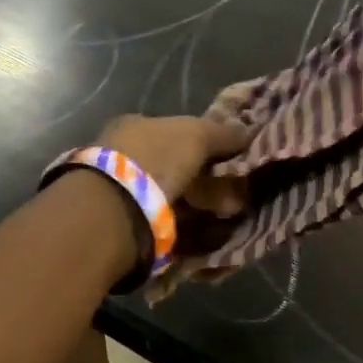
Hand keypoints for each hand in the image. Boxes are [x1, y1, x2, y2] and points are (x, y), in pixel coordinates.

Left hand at [97, 115, 250, 217]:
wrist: (113, 212)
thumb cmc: (154, 159)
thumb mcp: (195, 134)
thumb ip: (223, 133)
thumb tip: (249, 132)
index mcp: (135, 127)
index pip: (177, 132)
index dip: (206, 145)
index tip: (231, 161)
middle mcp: (126, 156)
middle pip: (178, 167)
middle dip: (209, 182)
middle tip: (237, 197)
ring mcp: (124, 192)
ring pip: (174, 198)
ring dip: (203, 208)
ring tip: (230, 217)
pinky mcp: (127, 226)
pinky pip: (168, 225)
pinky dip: (190, 230)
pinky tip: (210, 236)